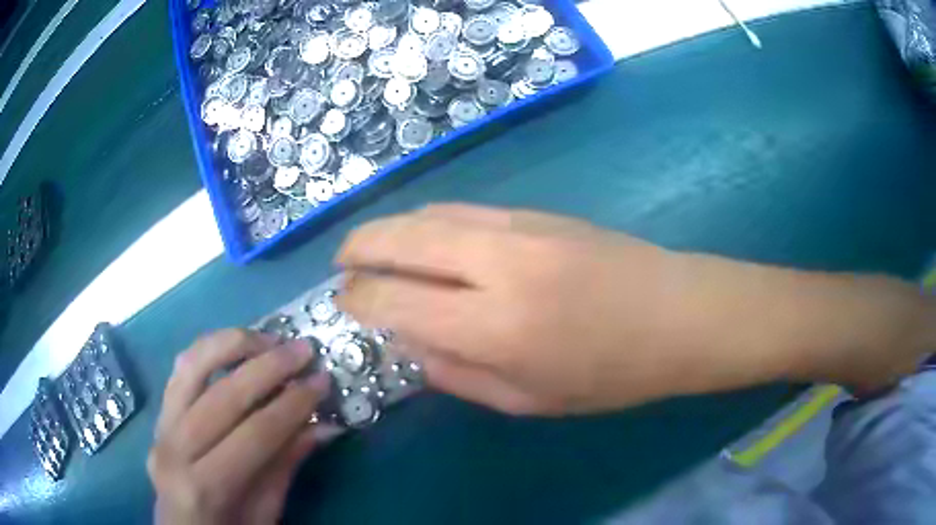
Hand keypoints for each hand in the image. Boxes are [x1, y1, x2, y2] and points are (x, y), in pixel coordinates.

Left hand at [148, 329, 328, 524]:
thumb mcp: (265, 512)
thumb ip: (286, 465)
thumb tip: (324, 425)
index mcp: (205, 487)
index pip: (255, 434)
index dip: (293, 405)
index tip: (323, 381)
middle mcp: (175, 449)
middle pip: (224, 395)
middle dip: (269, 367)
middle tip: (304, 349)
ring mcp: (160, 427)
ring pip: (192, 367)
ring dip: (233, 344)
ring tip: (268, 339)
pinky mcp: (158, 415)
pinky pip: (181, 371)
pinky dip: (208, 350)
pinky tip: (233, 346)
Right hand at [336, 204, 935, 414]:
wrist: (677, 313)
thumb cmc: (610, 373)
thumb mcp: (527, 400)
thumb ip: (456, 373)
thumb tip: (407, 342)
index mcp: (494, 326)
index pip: (392, 302)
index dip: (357, 301)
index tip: (344, 305)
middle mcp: (496, 263)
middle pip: (399, 239)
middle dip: (357, 249)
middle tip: (341, 266)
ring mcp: (518, 226)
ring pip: (427, 213)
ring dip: (389, 230)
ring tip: (373, 250)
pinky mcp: (536, 210)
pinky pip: (462, 208)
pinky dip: (427, 221)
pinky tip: (424, 239)